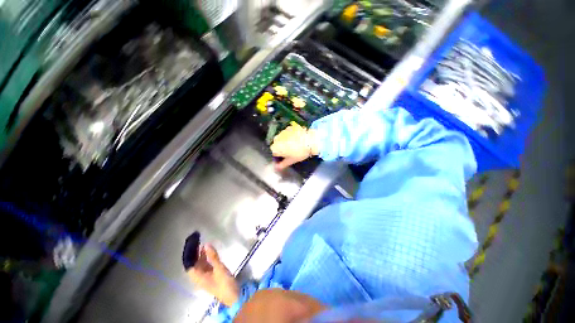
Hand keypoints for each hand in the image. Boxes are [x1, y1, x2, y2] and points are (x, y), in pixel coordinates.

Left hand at [187, 244, 238, 306]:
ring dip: (200, 256)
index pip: (189, 266)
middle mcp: (199, 277)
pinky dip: (205, 259)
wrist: (232, 294)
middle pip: (194, 265)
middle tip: (197, 243)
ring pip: (200, 265)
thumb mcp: (219, 268)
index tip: (191, 245)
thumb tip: (206, 244)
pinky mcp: (211, 276)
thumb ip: (212, 256)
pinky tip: (209, 252)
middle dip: (194, 255)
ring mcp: (205, 277)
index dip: (189, 256)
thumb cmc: (224, 282)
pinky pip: (205, 266)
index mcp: (198, 277)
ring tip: (202, 245)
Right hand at [270, 122, 318, 169]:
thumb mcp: (291, 161)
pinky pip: (287, 133)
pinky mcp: (289, 127)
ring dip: (285, 142)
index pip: (274, 153)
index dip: (280, 156)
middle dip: (282, 148)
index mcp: (275, 148)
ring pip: (282, 138)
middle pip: (277, 145)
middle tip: (291, 152)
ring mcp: (282, 132)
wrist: (310, 140)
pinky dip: (290, 136)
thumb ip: (282, 165)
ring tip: (295, 145)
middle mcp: (276, 139)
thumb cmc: (300, 152)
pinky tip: (297, 139)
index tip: (286, 158)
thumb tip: (276, 167)